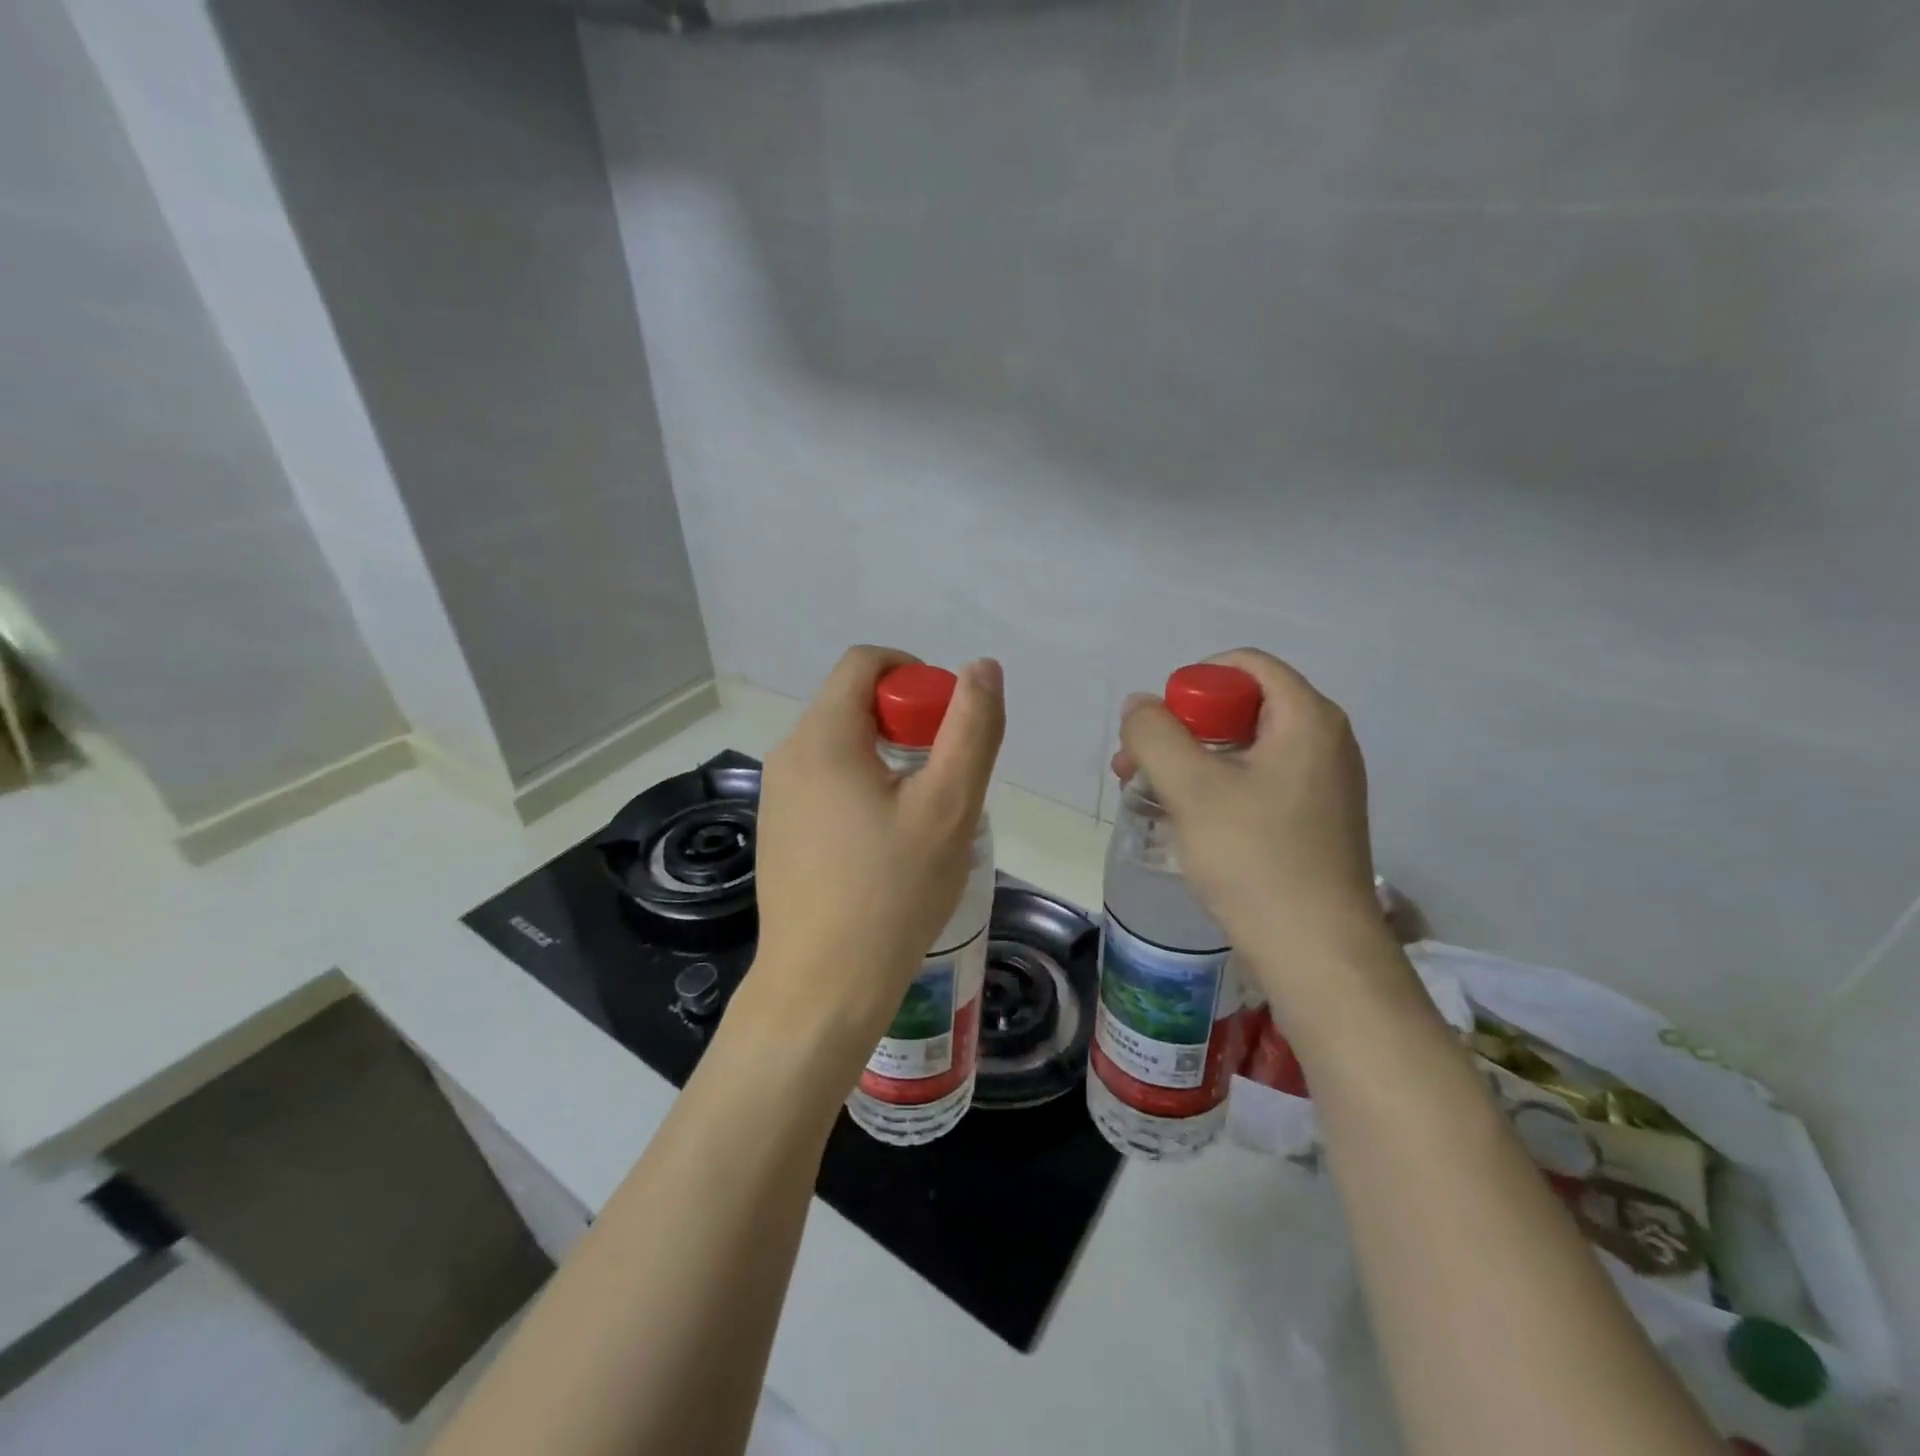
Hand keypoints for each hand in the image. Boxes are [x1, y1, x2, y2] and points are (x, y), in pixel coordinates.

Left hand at [745, 646, 1004, 1063]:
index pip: (866, 662)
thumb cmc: (891, 893)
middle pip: (855, 704)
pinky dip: (865, 791)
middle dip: (908, 725)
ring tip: (922, 819)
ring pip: (844, 747)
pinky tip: (887, 847)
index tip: (948, 725)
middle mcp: (788, 755)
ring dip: (890, 762)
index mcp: (822, 736)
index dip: (916, 675)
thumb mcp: (948, 806)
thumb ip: (971, 729)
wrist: (822, 988)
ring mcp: (777, 797)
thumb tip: (981, 667)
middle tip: (944, 781)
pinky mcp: (779, 831)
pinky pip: (828, 785)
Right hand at [1113, 648, 1385, 993]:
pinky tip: (1188, 822)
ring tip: (1152, 796)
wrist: (1315, 952)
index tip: (1160, 725)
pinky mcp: (1316, 821)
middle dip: (1184, 728)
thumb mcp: (1191, 788)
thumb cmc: (1254, 857)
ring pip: (1246, 749)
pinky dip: (1219, 788)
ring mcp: (1325, 784)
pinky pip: (1259, 782)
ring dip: (1194, 762)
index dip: (1194, 682)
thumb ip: (1155, 734)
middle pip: (1243, 706)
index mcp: (1307, 718)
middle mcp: (1325, 741)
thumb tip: (1140, 705)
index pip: (1245, 665)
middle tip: (1140, 765)